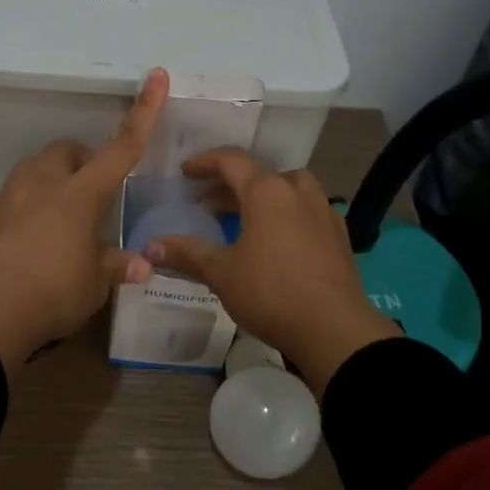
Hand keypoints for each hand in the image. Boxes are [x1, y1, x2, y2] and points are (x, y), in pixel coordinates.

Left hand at [0, 69, 168, 369]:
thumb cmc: (53, 292)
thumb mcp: (93, 285)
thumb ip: (114, 267)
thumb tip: (141, 265)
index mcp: (81, 194)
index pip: (121, 148)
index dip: (143, 112)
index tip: (156, 77)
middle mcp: (42, 185)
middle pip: (65, 152)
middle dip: (79, 163)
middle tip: (89, 194)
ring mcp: (5, 200)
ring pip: (30, 173)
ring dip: (46, 185)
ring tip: (53, 219)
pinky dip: (12, 218)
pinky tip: (15, 245)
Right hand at [143, 148, 393, 393]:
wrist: (334, 330)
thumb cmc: (271, 293)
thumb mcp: (221, 273)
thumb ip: (187, 253)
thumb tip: (150, 246)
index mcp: (267, 191)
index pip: (232, 160)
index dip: (205, 162)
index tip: (186, 173)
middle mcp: (297, 192)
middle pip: (261, 173)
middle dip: (232, 183)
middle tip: (209, 201)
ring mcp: (323, 213)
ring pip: (289, 189)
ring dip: (263, 196)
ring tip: (244, 217)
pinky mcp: (339, 236)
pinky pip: (307, 211)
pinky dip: (287, 214)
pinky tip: (278, 239)